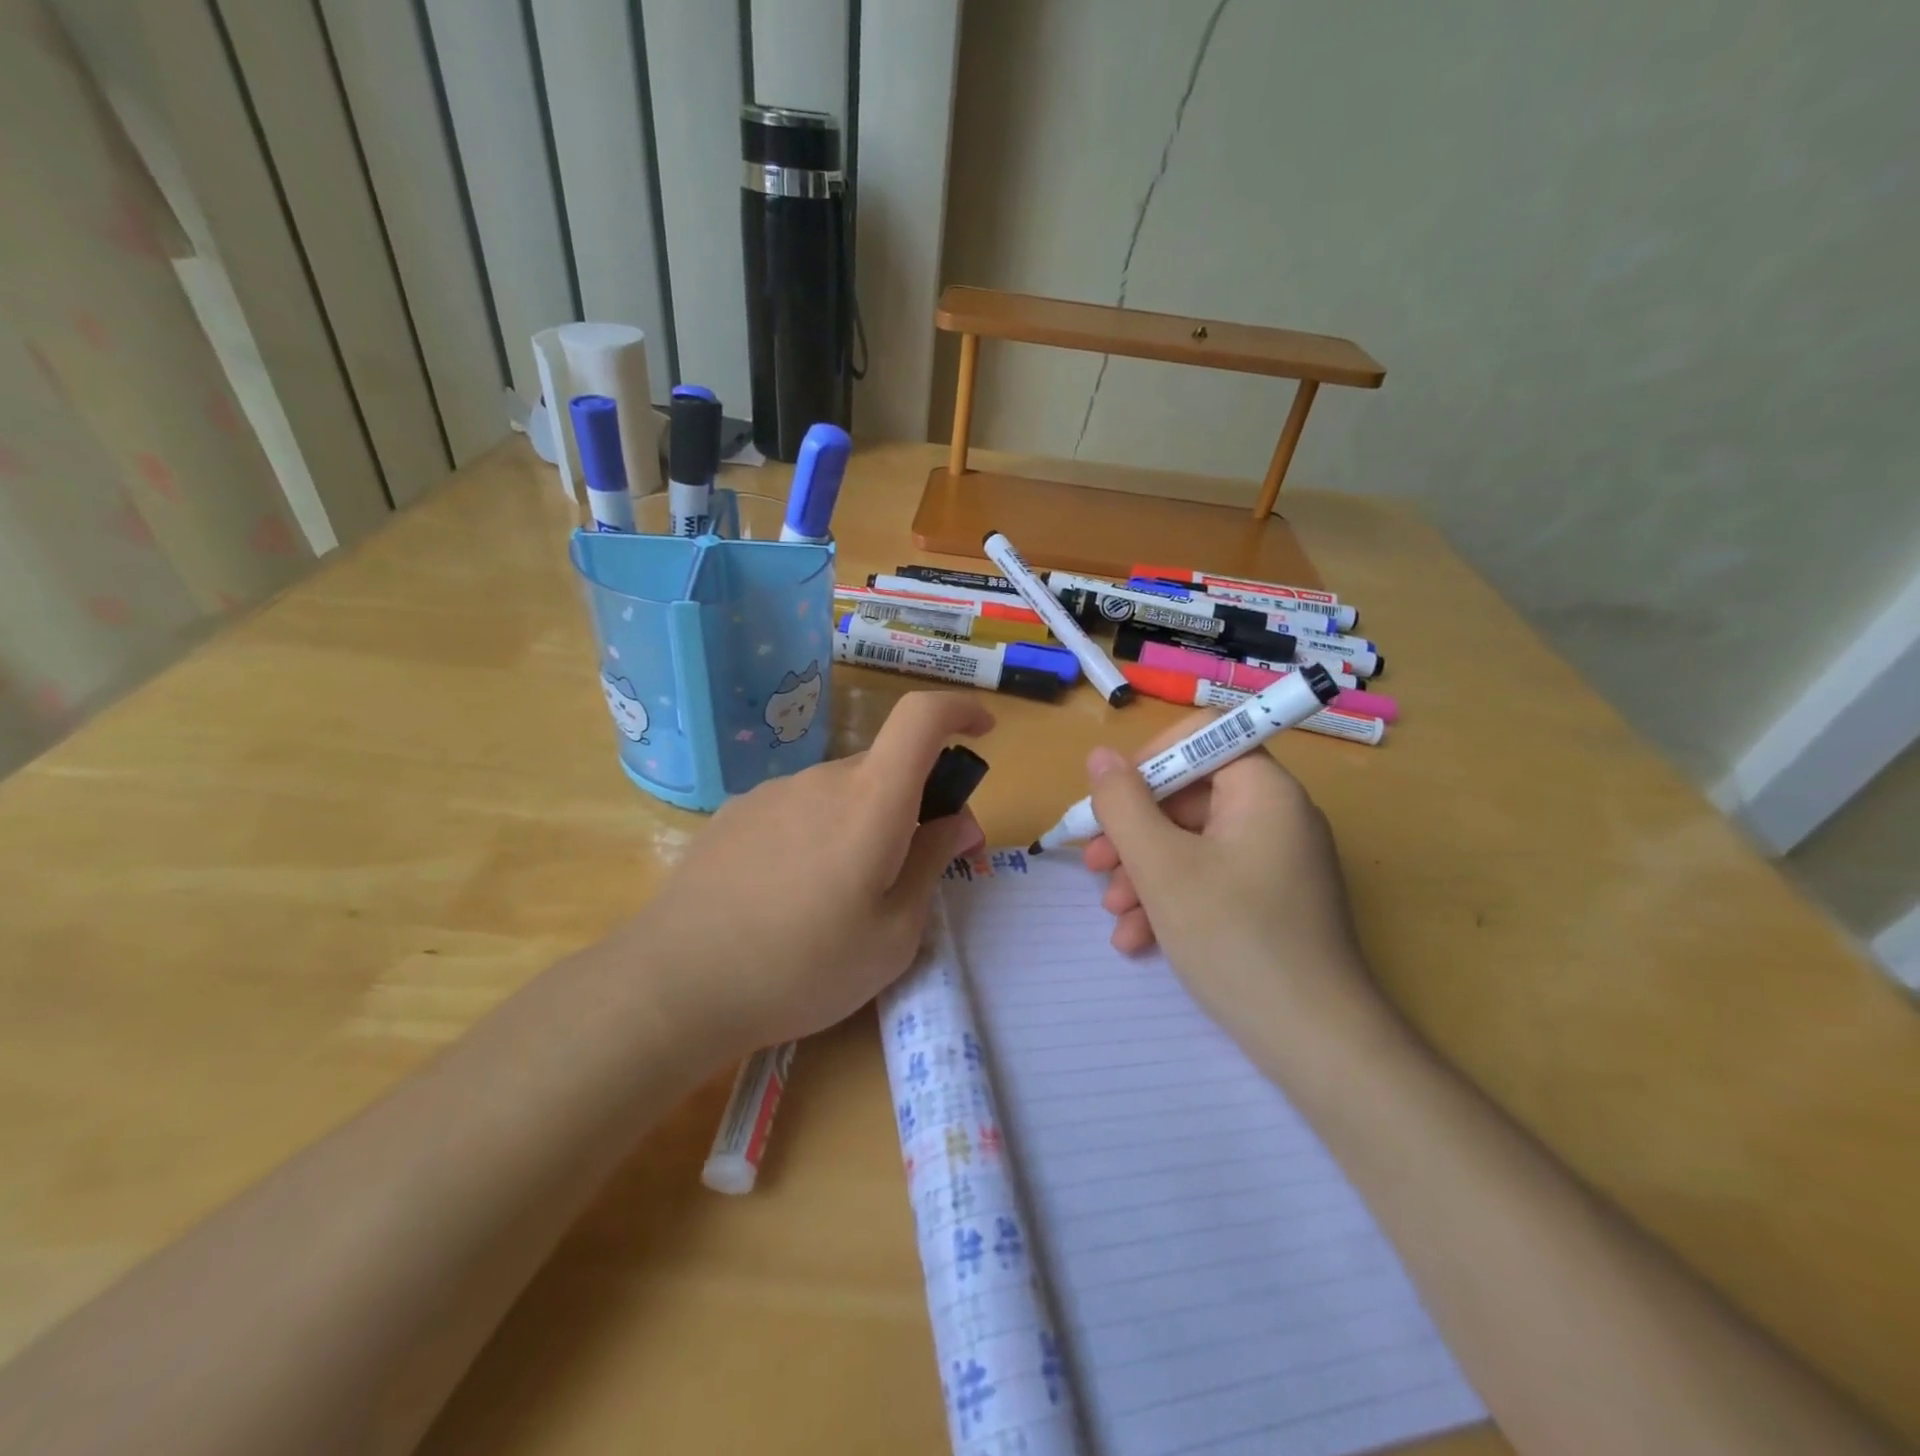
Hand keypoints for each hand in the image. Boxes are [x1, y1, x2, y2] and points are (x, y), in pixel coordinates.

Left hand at [630, 692, 990, 1057]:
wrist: (675, 985)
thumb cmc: (803, 968)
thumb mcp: (893, 935)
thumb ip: (933, 864)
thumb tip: (958, 821)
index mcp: (870, 801)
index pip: (921, 718)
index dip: (959, 711)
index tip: (983, 733)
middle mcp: (821, 780)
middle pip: (885, 770)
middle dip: (912, 804)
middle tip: (911, 870)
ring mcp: (772, 793)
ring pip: (840, 794)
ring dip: (860, 825)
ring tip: (840, 899)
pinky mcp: (736, 814)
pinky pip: (798, 810)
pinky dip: (817, 835)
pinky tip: (789, 896)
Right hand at [1081, 714, 1386, 1057]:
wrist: (1315, 1042)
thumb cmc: (1233, 938)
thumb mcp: (1161, 867)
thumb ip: (1122, 804)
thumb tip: (1100, 755)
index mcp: (1262, 789)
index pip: (1201, 737)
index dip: (1148, 761)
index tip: (1111, 803)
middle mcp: (1276, 814)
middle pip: (1189, 796)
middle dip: (1134, 831)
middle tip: (1093, 864)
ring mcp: (1275, 860)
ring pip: (1192, 843)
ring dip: (1143, 871)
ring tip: (1113, 913)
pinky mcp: (1271, 900)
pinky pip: (1211, 878)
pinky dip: (1171, 899)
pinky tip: (1138, 939)